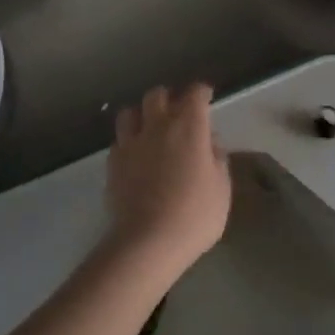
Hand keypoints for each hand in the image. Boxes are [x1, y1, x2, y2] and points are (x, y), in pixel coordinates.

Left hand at [105, 84, 230, 274]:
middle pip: (157, 95)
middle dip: (169, 97)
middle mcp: (157, 127)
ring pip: (130, 112)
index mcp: (189, 128)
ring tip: (149, 127)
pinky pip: (119, 141)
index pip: (195, 95)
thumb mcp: (222, 188)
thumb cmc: (195, 215)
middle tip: (178, 110)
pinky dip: (129, 142)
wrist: (148, 241)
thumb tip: (210, 143)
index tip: (207, 96)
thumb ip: (217, 159)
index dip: (202, 92)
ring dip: (142, 114)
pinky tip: (135, 155)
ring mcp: (131, 144)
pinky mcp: (113, 163)